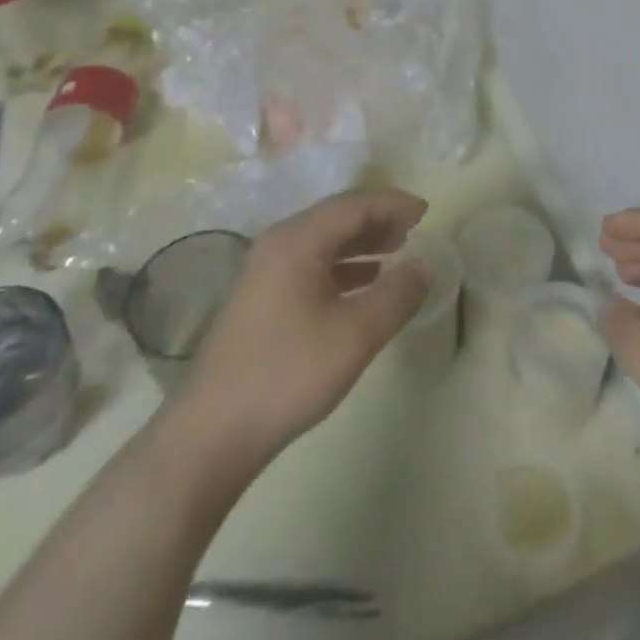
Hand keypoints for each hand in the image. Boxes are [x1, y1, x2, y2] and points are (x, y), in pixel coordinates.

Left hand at [167, 188, 432, 474]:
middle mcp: (278, 244)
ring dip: (361, 242)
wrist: (212, 434)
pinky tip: (362, 283)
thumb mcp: (356, 335)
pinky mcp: (260, 299)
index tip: (427, 212)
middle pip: (336, 217)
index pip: (354, 205)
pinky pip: (310, 264)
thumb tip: (425, 266)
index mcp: (297, 241)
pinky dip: (342, 265)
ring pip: (323, 241)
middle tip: (415, 230)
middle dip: (378, 220)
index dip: (393, 204)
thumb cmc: (288, 374)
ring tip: (396, 251)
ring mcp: (264, 272)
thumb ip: (397, 295)